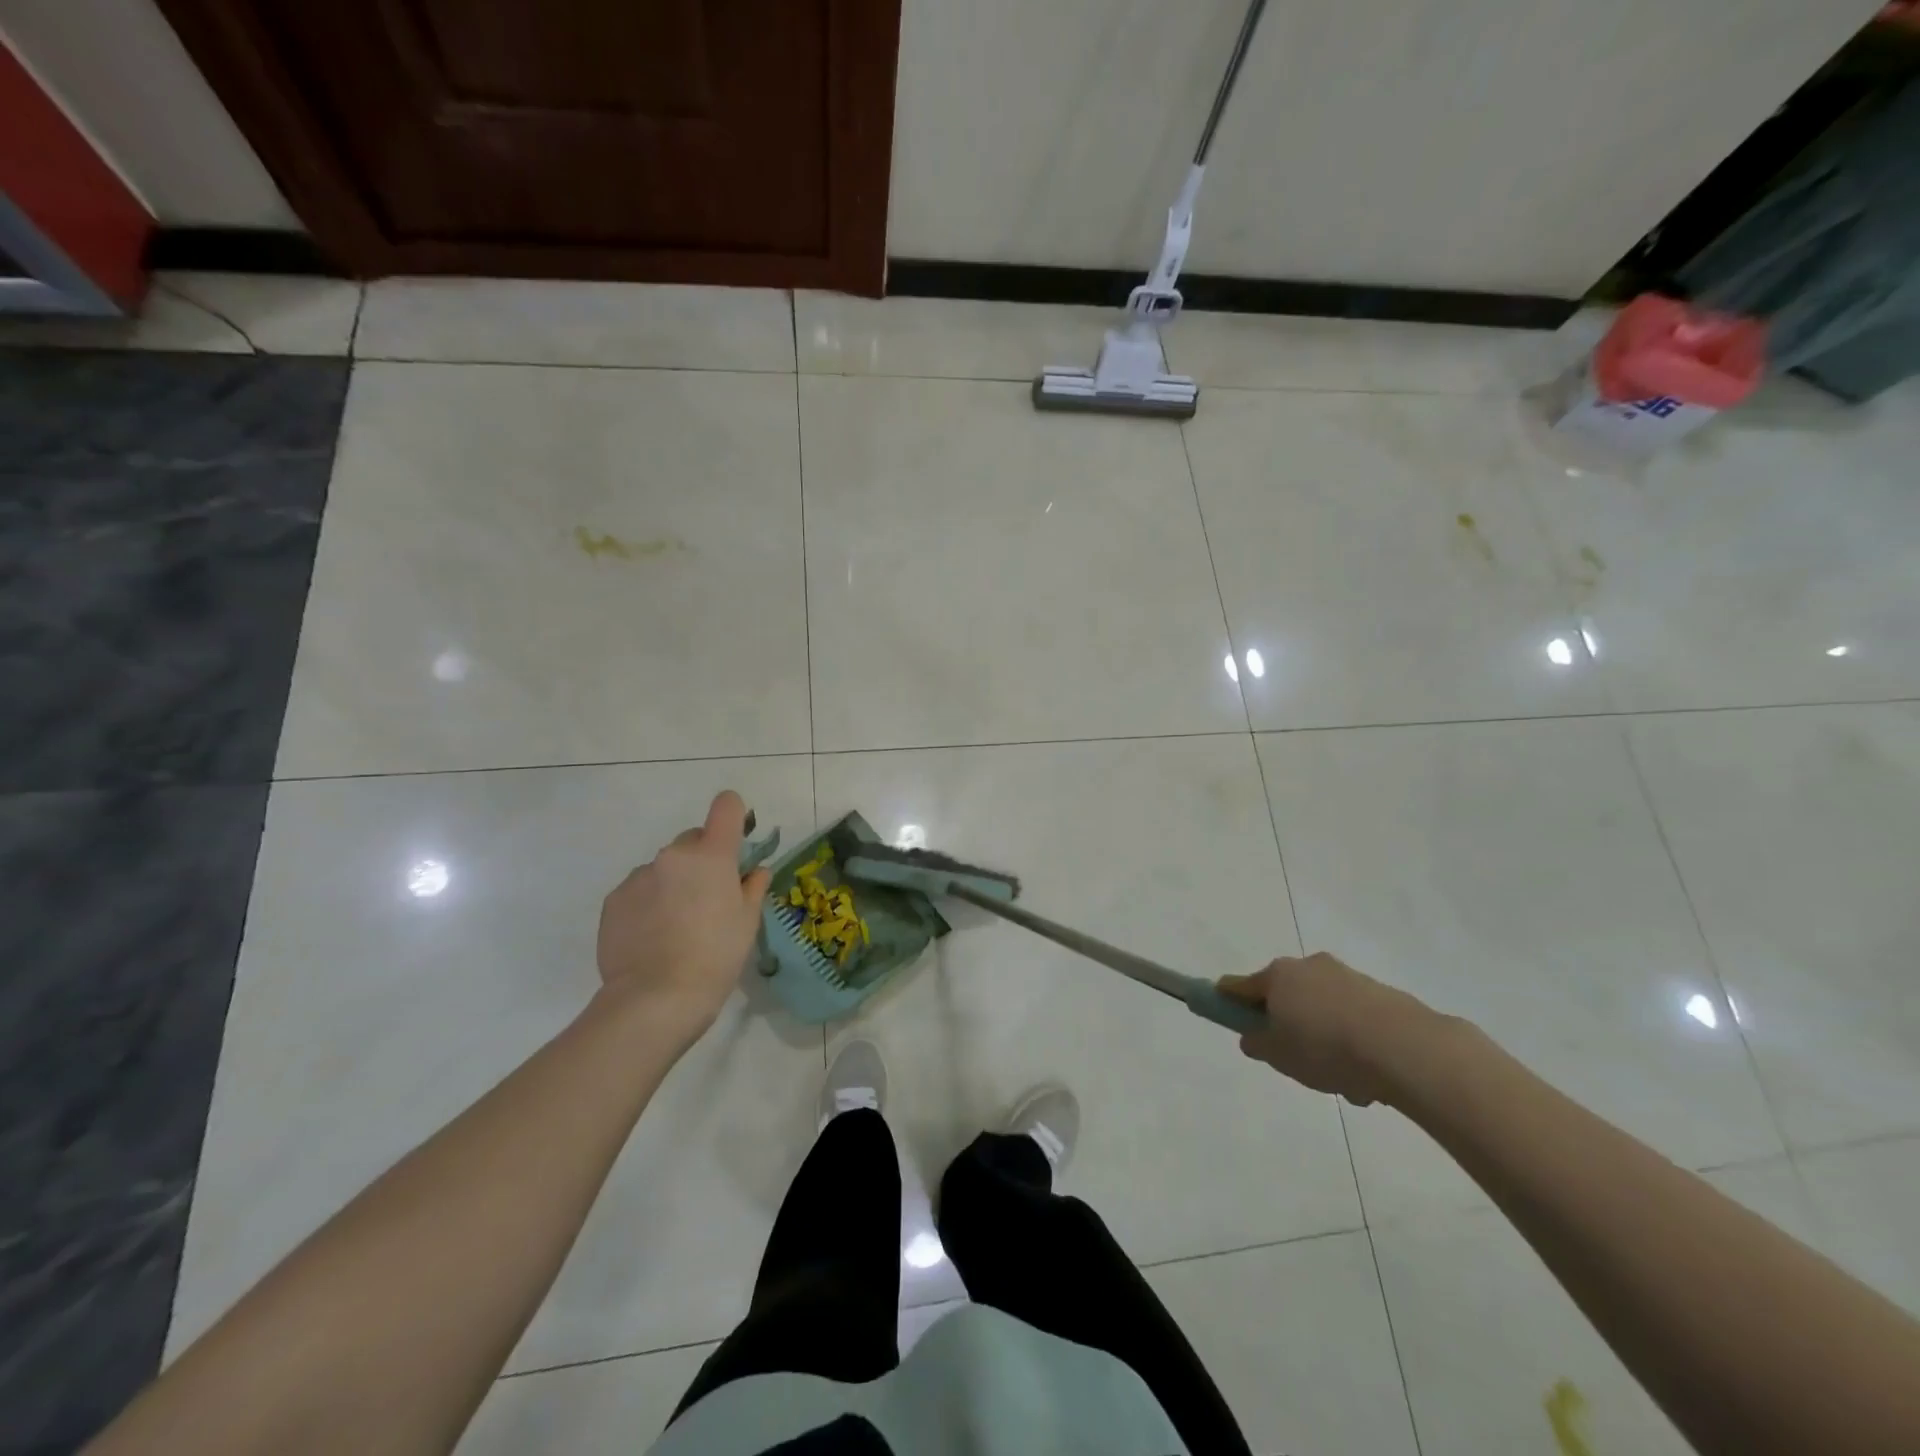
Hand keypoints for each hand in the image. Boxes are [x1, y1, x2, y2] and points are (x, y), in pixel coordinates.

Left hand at [595, 791, 770, 1041]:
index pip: (726, 806)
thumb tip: (755, 870)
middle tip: (709, 898)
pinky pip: (640, 889)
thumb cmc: (716, 956)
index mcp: (712, 855)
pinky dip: (649, 903)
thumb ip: (753, 887)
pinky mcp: (614, 899)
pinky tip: (653, 936)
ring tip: (676, 925)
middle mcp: (673, 855)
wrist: (655, 999)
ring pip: (665, 867)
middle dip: (704, 859)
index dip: (735, 816)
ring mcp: (639, 876)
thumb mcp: (747, 922)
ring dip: (674, 882)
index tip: (737, 841)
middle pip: (694, 840)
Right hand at [1218, 953, 1435, 1105]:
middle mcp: (1310, 967)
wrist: (1405, 1049)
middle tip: (1295, 1059)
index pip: (1239, 986)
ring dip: (1325, 1037)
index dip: (1228, 1001)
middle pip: (1286, 995)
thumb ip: (1258, 1043)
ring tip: (1343, 1082)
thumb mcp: (1279, 1055)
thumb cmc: (1326, 1048)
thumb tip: (1253, 1036)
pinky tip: (1369, 1078)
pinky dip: (1355, 1042)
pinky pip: (1354, 1019)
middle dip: (1288, 1024)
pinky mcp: (1382, 994)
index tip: (1225, 1015)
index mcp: (1278, 976)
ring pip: (1323, 1010)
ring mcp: (1348, 978)